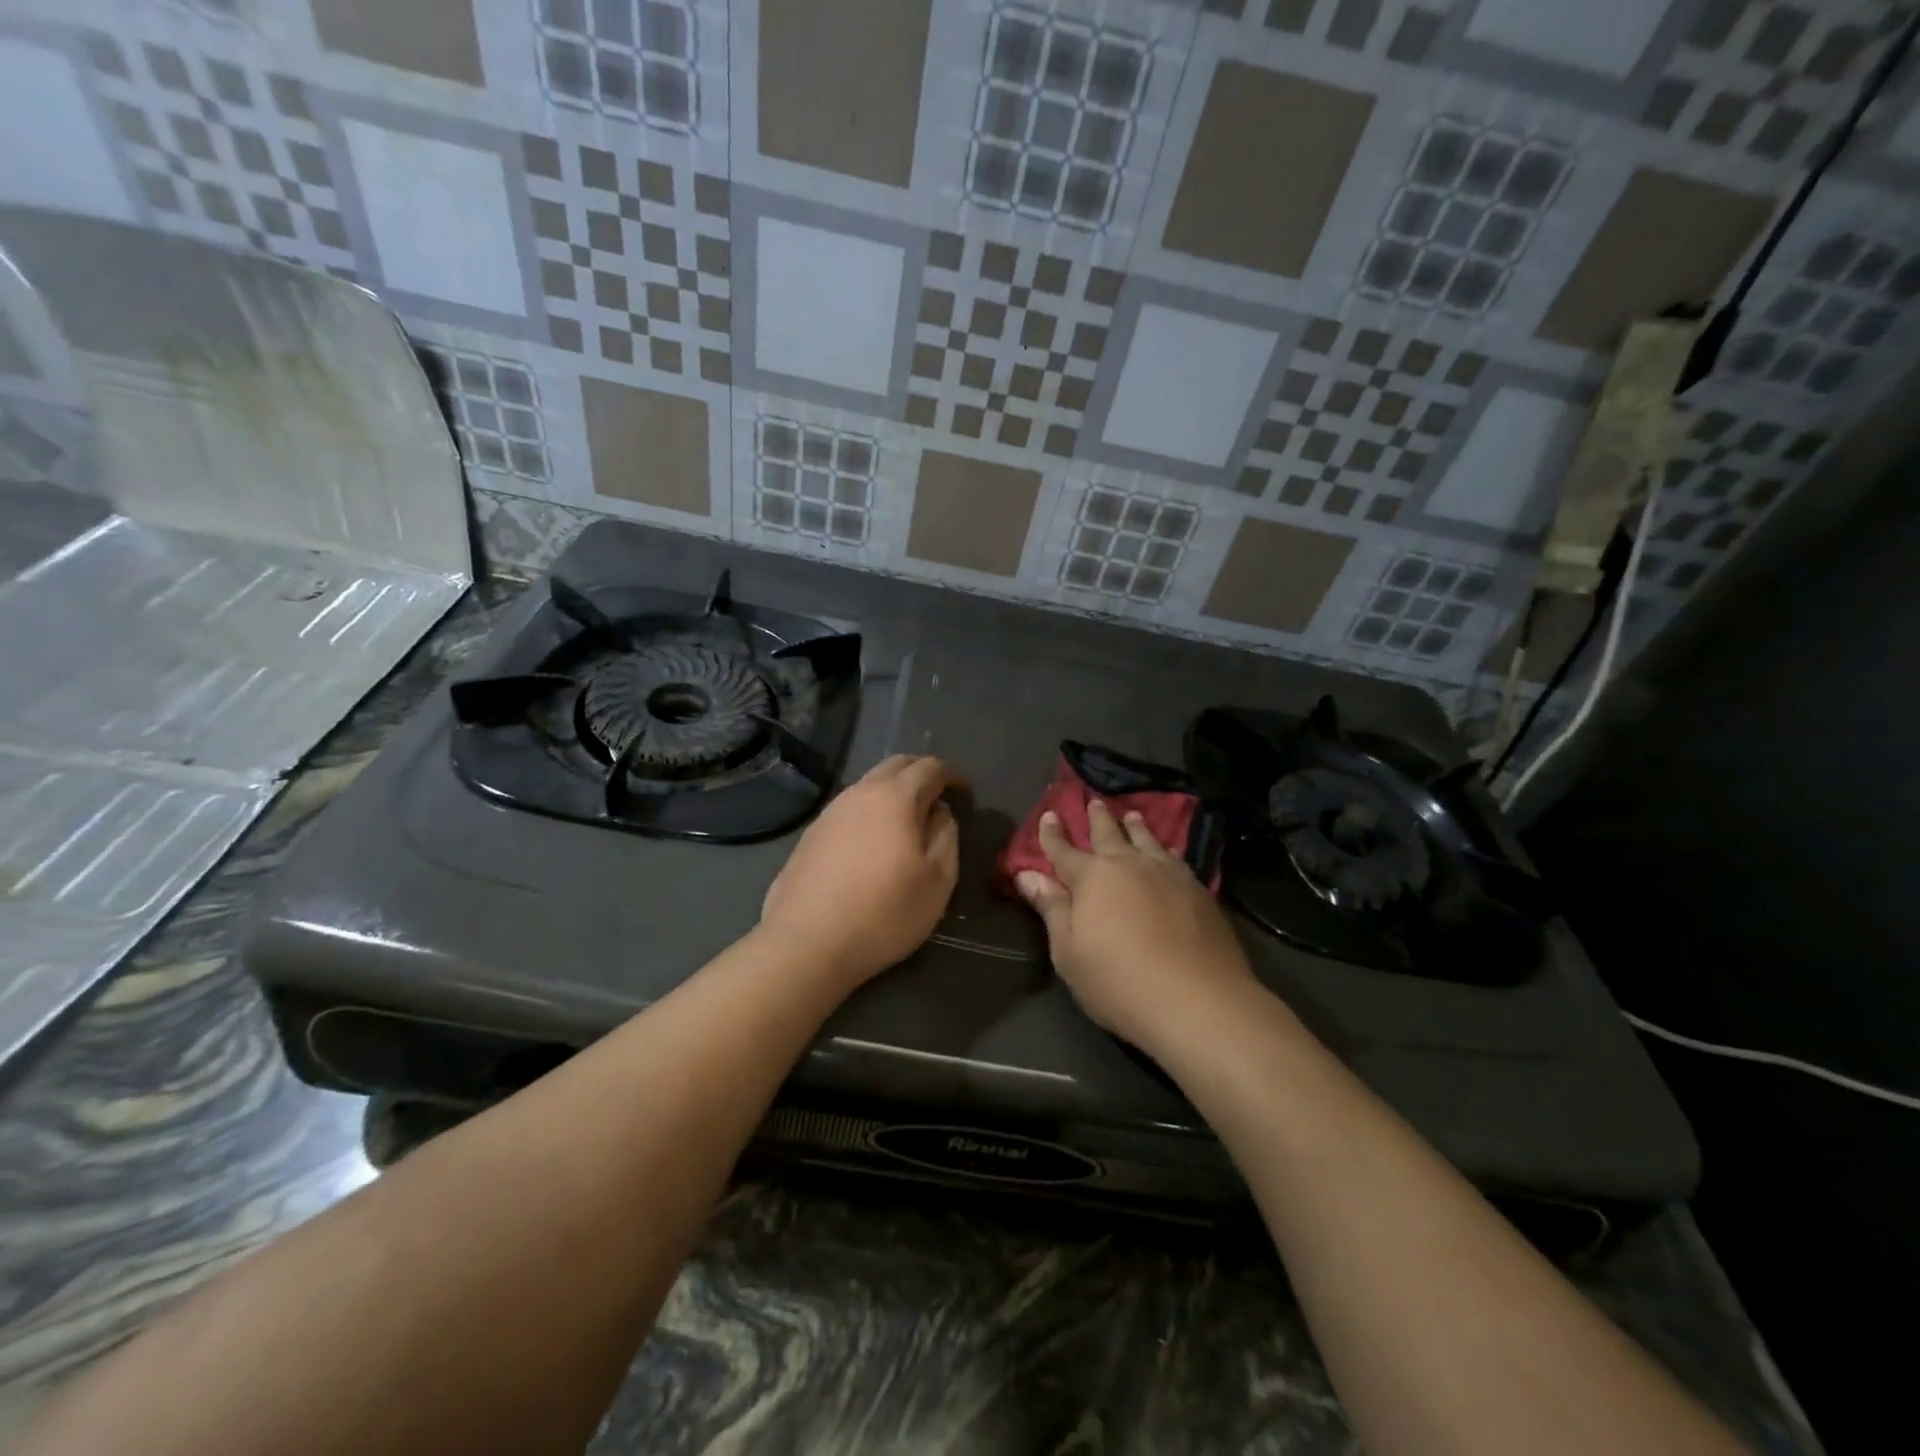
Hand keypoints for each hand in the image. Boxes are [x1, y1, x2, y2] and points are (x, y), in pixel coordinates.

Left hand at [760, 754, 959, 985]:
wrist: (807, 944)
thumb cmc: (884, 913)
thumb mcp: (938, 880)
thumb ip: (946, 836)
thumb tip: (938, 813)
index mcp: (895, 797)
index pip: (930, 767)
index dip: (953, 776)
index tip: (966, 796)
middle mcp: (859, 793)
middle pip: (896, 765)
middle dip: (922, 774)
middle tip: (939, 798)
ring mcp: (829, 812)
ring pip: (868, 785)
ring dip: (892, 792)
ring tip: (907, 821)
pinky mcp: (809, 835)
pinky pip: (848, 809)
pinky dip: (868, 812)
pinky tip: (871, 843)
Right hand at [1015, 800, 1254, 1053]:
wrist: (1197, 1000)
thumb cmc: (1118, 981)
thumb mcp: (1068, 951)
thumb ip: (1051, 908)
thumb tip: (1027, 875)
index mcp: (1092, 878)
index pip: (1064, 850)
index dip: (1053, 834)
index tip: (1049, 814)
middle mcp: (1129, 865)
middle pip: (1109, 834)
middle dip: (1098, 817)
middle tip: (1093, 801)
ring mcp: (1168, 874)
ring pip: (1147, 840)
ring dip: (1135, 826)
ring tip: (1132, 815)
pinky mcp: (1198, 890)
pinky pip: (1176, 858)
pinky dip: (1165, 849)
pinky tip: (1169, 852)